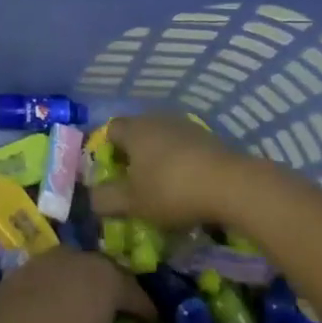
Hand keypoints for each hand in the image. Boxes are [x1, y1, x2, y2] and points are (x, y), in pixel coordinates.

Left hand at [0, 247, 154, 322]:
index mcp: (107, 280)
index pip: (136, 293)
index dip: (146, 310)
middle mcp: (82, 259)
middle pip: (108, 274)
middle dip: (118, 293)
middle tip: (124, 315)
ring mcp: (52, 259)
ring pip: (80, 269)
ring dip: (88, 287)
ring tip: (91, 310)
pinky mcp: (27, 265)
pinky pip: (56, 273)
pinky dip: (64, 287)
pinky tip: (59, 308)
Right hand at [90, 114, 249, 229]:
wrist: (230, 184)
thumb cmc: (171, 190)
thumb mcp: (132, 203)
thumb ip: (106, 199)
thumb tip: (91, 197)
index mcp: (134, 129)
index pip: (110, 130)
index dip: (107, 151)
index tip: (113, 175)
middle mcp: (156, 119)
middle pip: (137, 133)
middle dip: (134, 156)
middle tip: (136, 184)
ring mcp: (185, 125)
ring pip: (163, 139)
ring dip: (159, 159)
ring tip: (164, 187)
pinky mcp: (209, 137)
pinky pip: (185, 147)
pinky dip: (182, 162)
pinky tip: (189, 184)